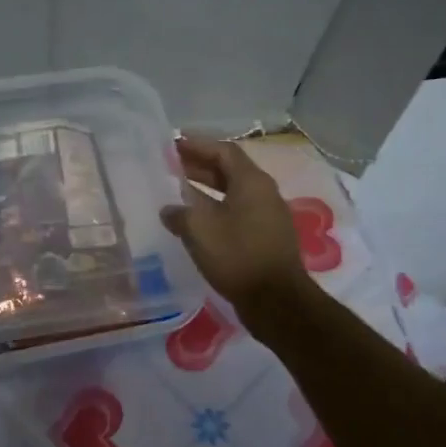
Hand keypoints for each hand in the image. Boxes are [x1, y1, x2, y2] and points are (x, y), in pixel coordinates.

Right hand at [160, 139, 308, 316]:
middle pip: (229, 169)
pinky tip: (195, 221)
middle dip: (199, 165)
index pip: (223, 151)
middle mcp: (264, 193)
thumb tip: (169, 209)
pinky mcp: (265, 237)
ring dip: (205, 188)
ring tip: (177, 191)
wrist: (276, 302)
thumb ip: (179, 213)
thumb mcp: (199, 230)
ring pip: (232, 192)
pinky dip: (215, 208)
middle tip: (170, 165)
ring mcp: (267, 216)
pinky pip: (237, 212)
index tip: (172, 144)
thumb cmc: (237, 256)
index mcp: (252, 182)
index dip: (197, 145)